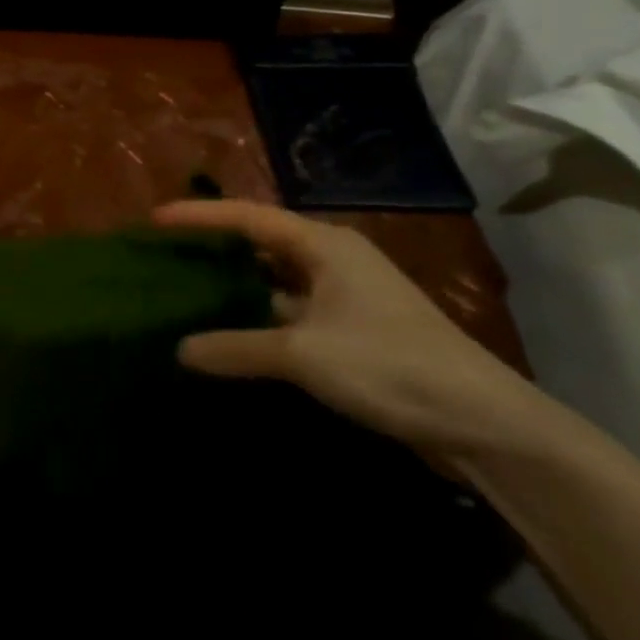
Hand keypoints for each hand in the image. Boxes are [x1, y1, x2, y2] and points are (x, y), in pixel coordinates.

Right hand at [153, 198, 536, 454]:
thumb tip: (180, 350)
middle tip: (167, 253)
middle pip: (260, 243)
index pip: (247, 217)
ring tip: (187, 290)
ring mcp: (345, 296)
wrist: (484, 423)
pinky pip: (290, 310)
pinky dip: (258, 317)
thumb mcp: (303, 354)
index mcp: (324, 245)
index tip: (155, 219)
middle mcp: (334, 260)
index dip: (199, 216)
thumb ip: (237, 347)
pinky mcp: (352, 331)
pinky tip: (232, 333)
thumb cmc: (389, 365)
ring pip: (275, 280)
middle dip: (214, 247)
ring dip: (236, 286)